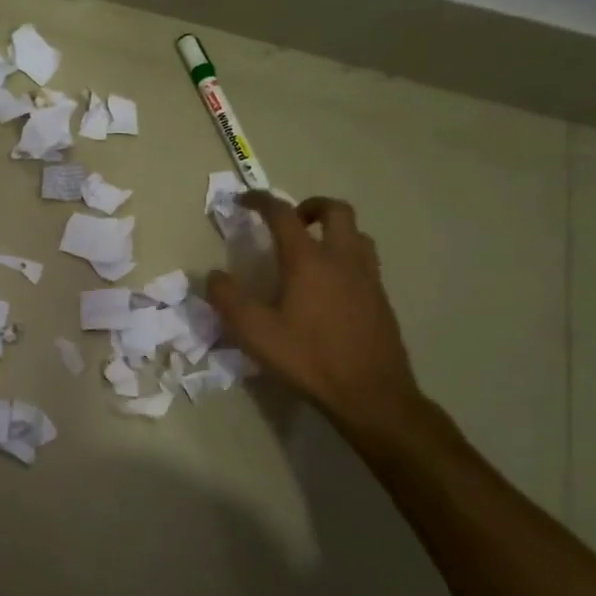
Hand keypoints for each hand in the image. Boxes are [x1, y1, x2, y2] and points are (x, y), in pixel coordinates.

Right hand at [206, 192, 429, 444]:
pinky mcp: (381, 300)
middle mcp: (342, 259)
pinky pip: (365, 262)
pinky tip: (330, 287)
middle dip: (309, 206)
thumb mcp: (254, 332)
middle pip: (335, 210)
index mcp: (309, 260)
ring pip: (357, 234)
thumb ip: (228, 299)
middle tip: (290, 221)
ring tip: (312, 250)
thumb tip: (214, 275)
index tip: (244, 200)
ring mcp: (368, 278)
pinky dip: (346, 257)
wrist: (372, 395)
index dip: (261, 201)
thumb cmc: (308, 359)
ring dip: (333, 230)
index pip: (283, 214)